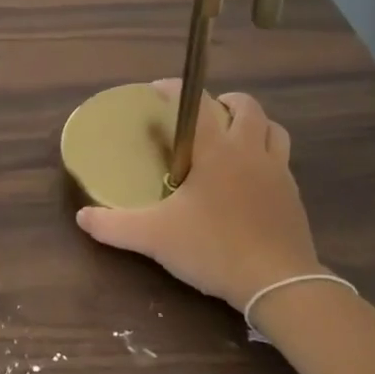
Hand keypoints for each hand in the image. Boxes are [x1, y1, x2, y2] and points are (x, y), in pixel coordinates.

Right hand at [76, 83, 321, 310]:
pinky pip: (281, 160)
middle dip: (223, 102)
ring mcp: (278, 172)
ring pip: (272, 129)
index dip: (175, 90)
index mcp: (217, 150)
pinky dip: (265, 155)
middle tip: (202, 116)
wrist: (279, 284)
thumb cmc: (214, 249)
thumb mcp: (155, 238)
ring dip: (252, 124)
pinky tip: (248, 178)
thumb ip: (114, 226)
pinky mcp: (293, 195)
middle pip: (246, 106)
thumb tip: (82, 216)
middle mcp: (250, 151)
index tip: (157, 90)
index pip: (198, 103)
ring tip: (231, 138)